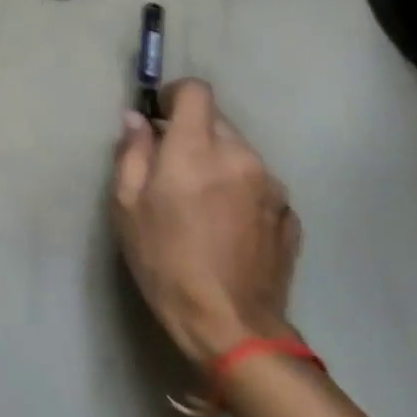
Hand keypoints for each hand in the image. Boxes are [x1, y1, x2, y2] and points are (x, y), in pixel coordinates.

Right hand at [110, 79, 301, 365]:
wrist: (231, 325)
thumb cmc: (165, 261)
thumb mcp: (127, 206)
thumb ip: (132, 153)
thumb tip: (136, 119)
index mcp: (197, 149)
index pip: (196, 91)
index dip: (175, 96)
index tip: (160, 117)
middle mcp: (241, 156)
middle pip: (216, 120)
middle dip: (192, 134)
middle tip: (171, 170)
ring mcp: (272, 185)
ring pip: (239, 152)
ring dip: (217, 162)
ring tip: (200, 203)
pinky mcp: (290, 213)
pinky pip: (258, 182)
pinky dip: (239, 189)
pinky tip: (226, 225)